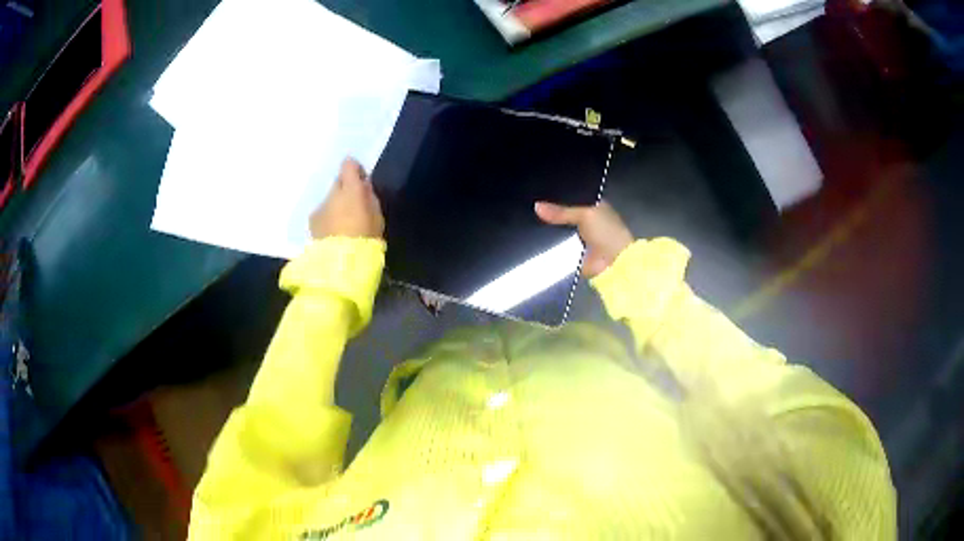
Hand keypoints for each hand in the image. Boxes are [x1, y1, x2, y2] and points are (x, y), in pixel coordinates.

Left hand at [310, 158, 383, 239]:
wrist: (341, 264)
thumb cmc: (365, 238)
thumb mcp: (376, 216)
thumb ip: (369, 197)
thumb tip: (363, 185)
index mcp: (350, 189)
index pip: (348, 165)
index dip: (355, 170)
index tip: (361, 180)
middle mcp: (331, 194)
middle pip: (338, 183)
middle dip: (345, 190)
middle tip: (355, 206)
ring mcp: (319, 208)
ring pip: (329, 200)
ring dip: (336, 207)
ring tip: (344, 225)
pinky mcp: (312, 224)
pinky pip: (322, 215)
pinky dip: (327, 220)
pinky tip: (334, 235)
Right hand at [535, 200, 633, 276]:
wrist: (613, 263)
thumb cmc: (606, 232)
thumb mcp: (585, 215)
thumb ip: (561, 211)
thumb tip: (536, 206)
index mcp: (594, 206)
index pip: (573, 196)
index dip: (558, 194)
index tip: (538, 191)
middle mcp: (586, 220)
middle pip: (563, 213)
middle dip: (550, 212)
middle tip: (529, 205)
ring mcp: (578, 237)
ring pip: (558, 230)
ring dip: (547, 228)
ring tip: (526, 219)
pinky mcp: (572, 253)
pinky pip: (556, 246)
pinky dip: (548, 244)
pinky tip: (533, 236)